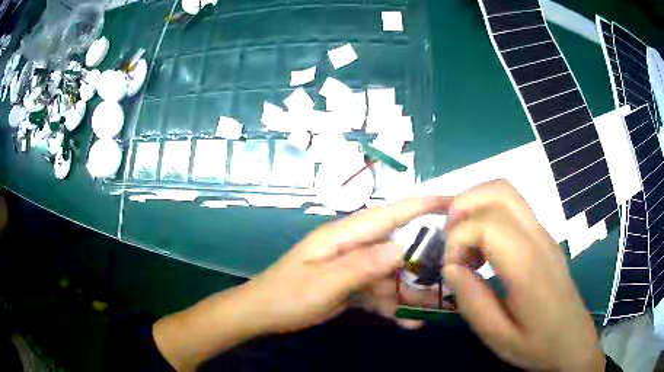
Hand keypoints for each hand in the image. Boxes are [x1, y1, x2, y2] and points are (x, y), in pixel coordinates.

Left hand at [240, 196, 450, 334]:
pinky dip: (392, 305)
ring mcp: (351, 267)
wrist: (262, 314)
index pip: (389, 214)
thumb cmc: (287, 296)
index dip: (421, 204)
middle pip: (396, 248)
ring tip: (429, 311)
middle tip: (449, 275)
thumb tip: (401, 247)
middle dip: (422, 262)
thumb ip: (361, 266)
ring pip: (390, 275)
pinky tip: (408, 322)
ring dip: (408, 292)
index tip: (452, 201)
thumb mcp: (323, 283)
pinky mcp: (350, 285)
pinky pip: (378, 291)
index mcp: (343, 236)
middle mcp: (352, 247)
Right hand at [443, 180, 603, 370]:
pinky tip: (483, 248)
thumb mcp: (497, 337)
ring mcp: (544, 234)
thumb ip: (472, 302)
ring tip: (463, 241)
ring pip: (507, 192)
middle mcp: (538, 238)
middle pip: (499, 191)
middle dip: (463, 206)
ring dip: (476, 205)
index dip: (457, 241)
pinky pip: (513, 207)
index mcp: (527, 266)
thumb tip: (450, 267)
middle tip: (449, 241)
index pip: (486, 225)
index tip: (451, 269)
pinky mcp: (544, 237)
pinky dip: (488, 213)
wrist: (572, 340)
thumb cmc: (536, 344)